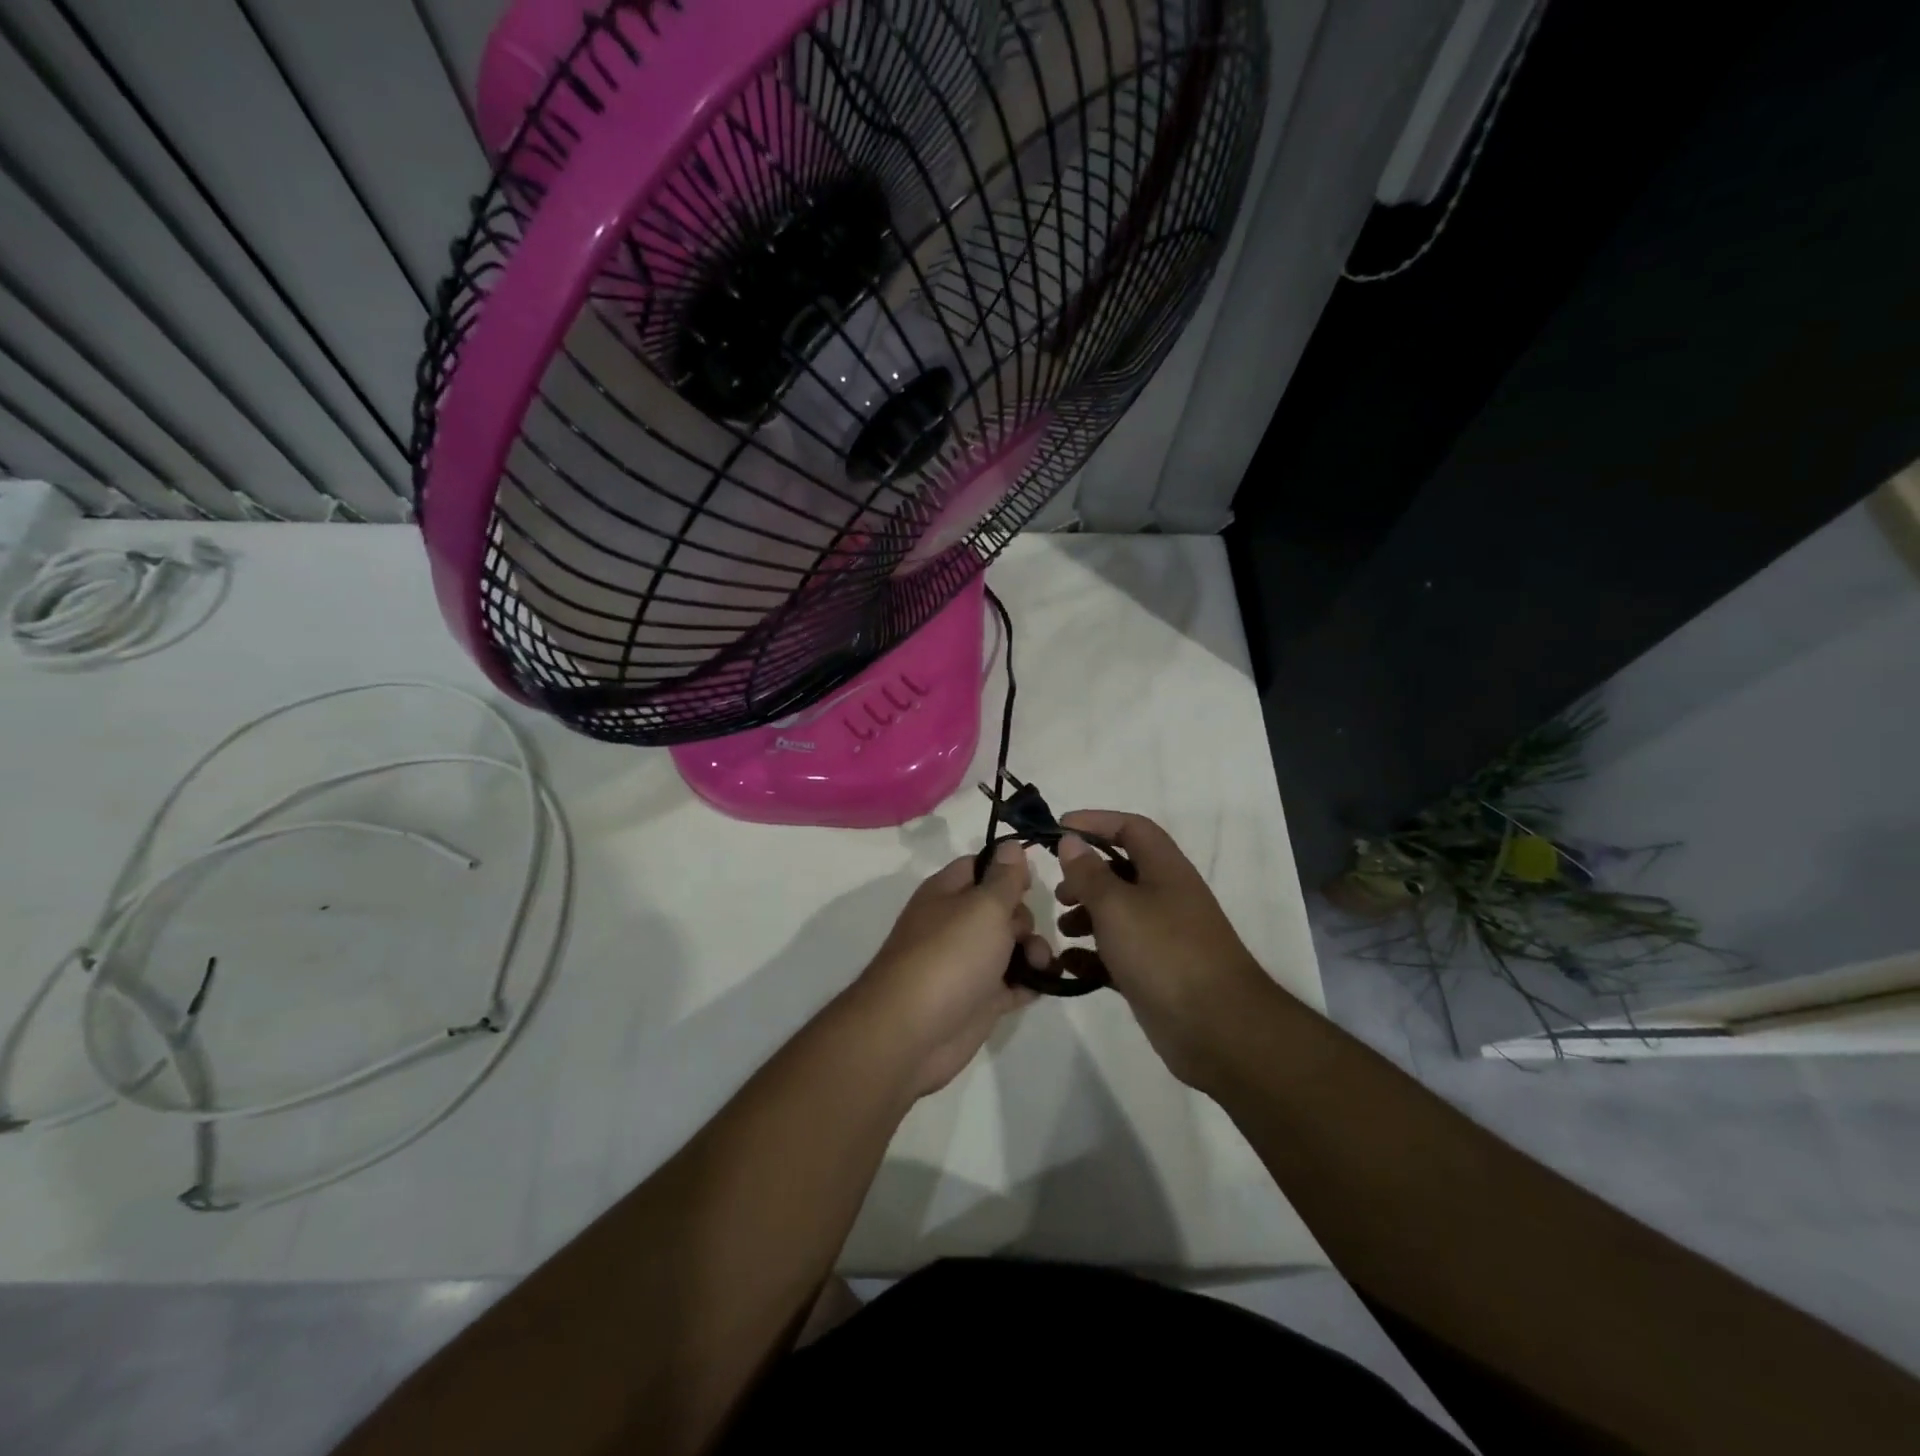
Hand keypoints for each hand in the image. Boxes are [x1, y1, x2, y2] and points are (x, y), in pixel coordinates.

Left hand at [846, 842, 1049, 1098]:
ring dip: (1033, 952)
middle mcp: (955, 924)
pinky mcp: (979, 1000)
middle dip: (1024, 918)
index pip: (981, 866)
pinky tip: (1042, 985)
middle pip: (1001, 908)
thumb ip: (1004, 878)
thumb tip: (1011, 846)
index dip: (1008, 868)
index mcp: (947, 893)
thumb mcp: (983, 906)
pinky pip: (1012, 984)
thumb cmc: (949, 956)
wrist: (913, 1033)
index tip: (1034, 879)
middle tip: (1023, 934)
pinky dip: (1029, 983)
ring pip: (1010, 947)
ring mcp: (967, 964)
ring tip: (1038, 966)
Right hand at [1054, 811, 1273, 1087]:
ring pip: (1118, 913)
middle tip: (1059, 893)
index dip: (1095, 822)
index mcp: (1165, 870)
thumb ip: (1089, 873)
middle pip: (1121, 871)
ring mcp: (1164, 937)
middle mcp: (1167, 897)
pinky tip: (1069, 965)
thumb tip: (1071, 841)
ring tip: (1062, 930)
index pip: (1131, 828)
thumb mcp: (1117, 906)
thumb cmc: (1164, 952)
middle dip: (1086, 876)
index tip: (1059, 830)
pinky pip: (1119, 953)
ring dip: (1086, 915)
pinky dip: (1093, 955)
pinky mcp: (1156, 973)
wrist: (1218, 1028)